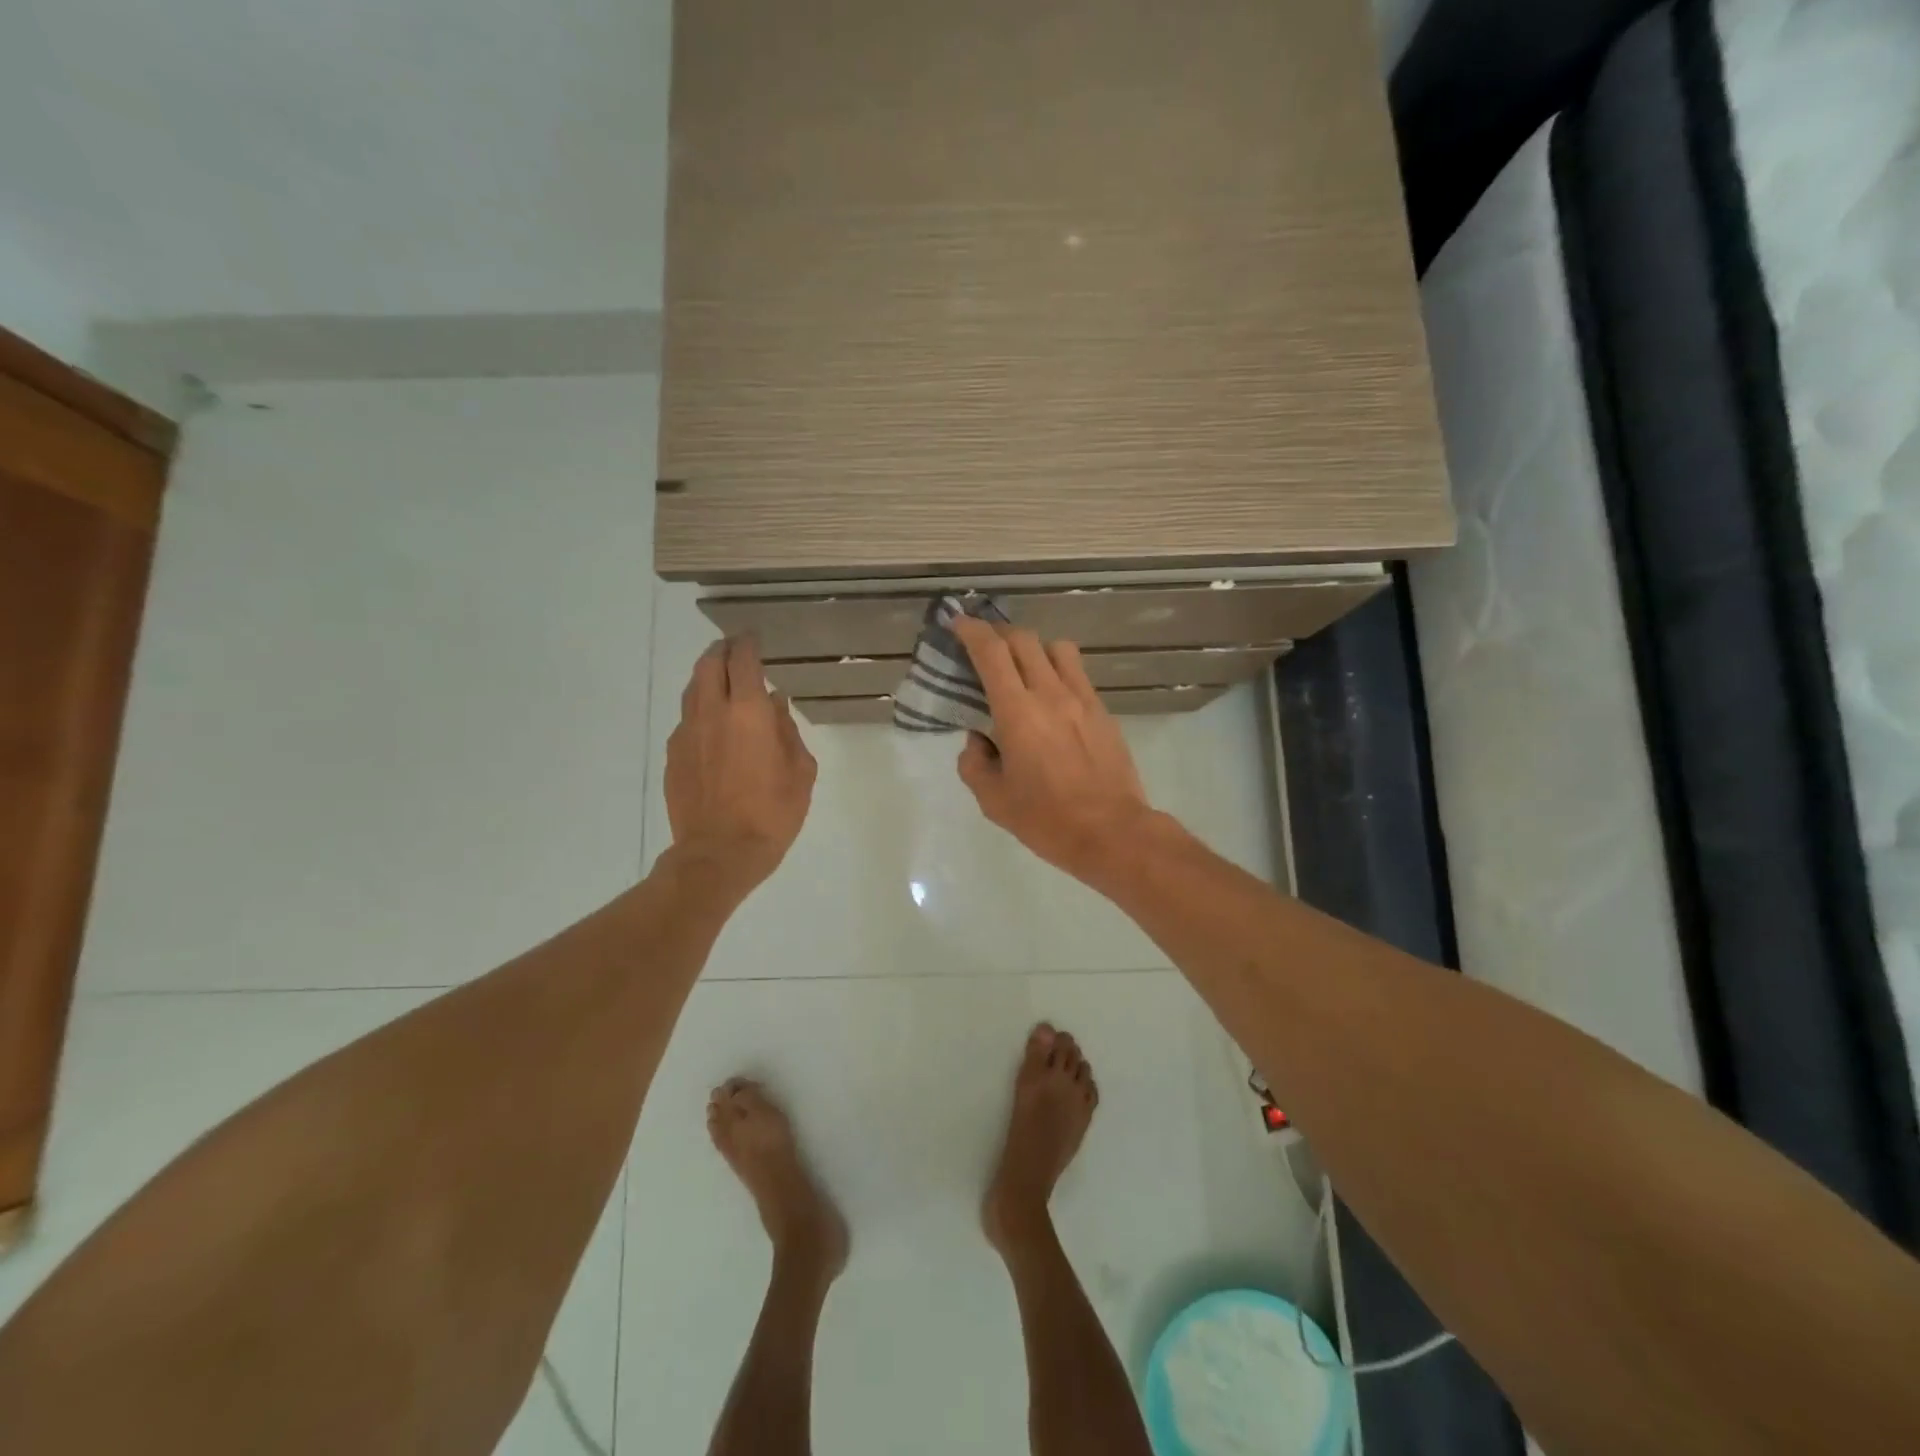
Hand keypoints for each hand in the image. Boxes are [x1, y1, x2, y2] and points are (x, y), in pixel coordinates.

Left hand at [665, 637, 816, 891]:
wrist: (719, 853)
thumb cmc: (771, 813)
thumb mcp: (800, 771)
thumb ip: (787, 731)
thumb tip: (775, 705)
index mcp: (748, 711)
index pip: (743, 659)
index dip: (748, 643)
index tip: (754, 638)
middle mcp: (712, 712)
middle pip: (709, 664)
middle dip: (722, 651)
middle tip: (735, 651)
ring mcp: (687, 733)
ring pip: (692, 689)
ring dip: (707, 677)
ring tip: (722, 682)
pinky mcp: (673, 754)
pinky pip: (686, 719)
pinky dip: (700, 710)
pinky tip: (712, 726)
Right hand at [951, 616, 1154, 881]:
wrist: (1111, 832)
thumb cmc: (1046, 819)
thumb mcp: (993, 799)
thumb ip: (975, 762)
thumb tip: (979, 739)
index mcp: (1017, 712)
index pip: (992, 652)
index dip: (971, 631)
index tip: (958, 623)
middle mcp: (1050, 693)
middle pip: (1024, 640)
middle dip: (999, 634)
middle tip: (984, 646)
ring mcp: (1082, 699)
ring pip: (1057, 648)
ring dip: (1034, 648)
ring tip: (1023, 667)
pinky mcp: (1103, 711)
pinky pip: (1078, 673)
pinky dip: (1058, 670)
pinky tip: (1051, 696)